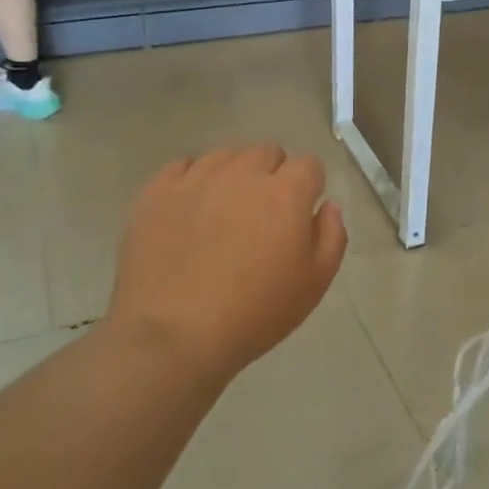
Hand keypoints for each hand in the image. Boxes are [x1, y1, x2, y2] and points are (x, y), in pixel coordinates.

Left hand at [105, 145, 346, 382]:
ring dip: (233, 175)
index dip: (309, 186)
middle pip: (266, 152)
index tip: (301, 213)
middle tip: (263, 215)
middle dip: (273, 175)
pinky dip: (192, 181)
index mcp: (285, 194)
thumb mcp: (314, 284)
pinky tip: (190, 210)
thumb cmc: (254, 314)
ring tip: (224, 213)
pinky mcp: (157, 193)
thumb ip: (331, 236)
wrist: (172, 336)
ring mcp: (195, 180)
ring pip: (225, 156)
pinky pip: (182, 167)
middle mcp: (242, 174)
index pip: (309, 164)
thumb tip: (327, 205)